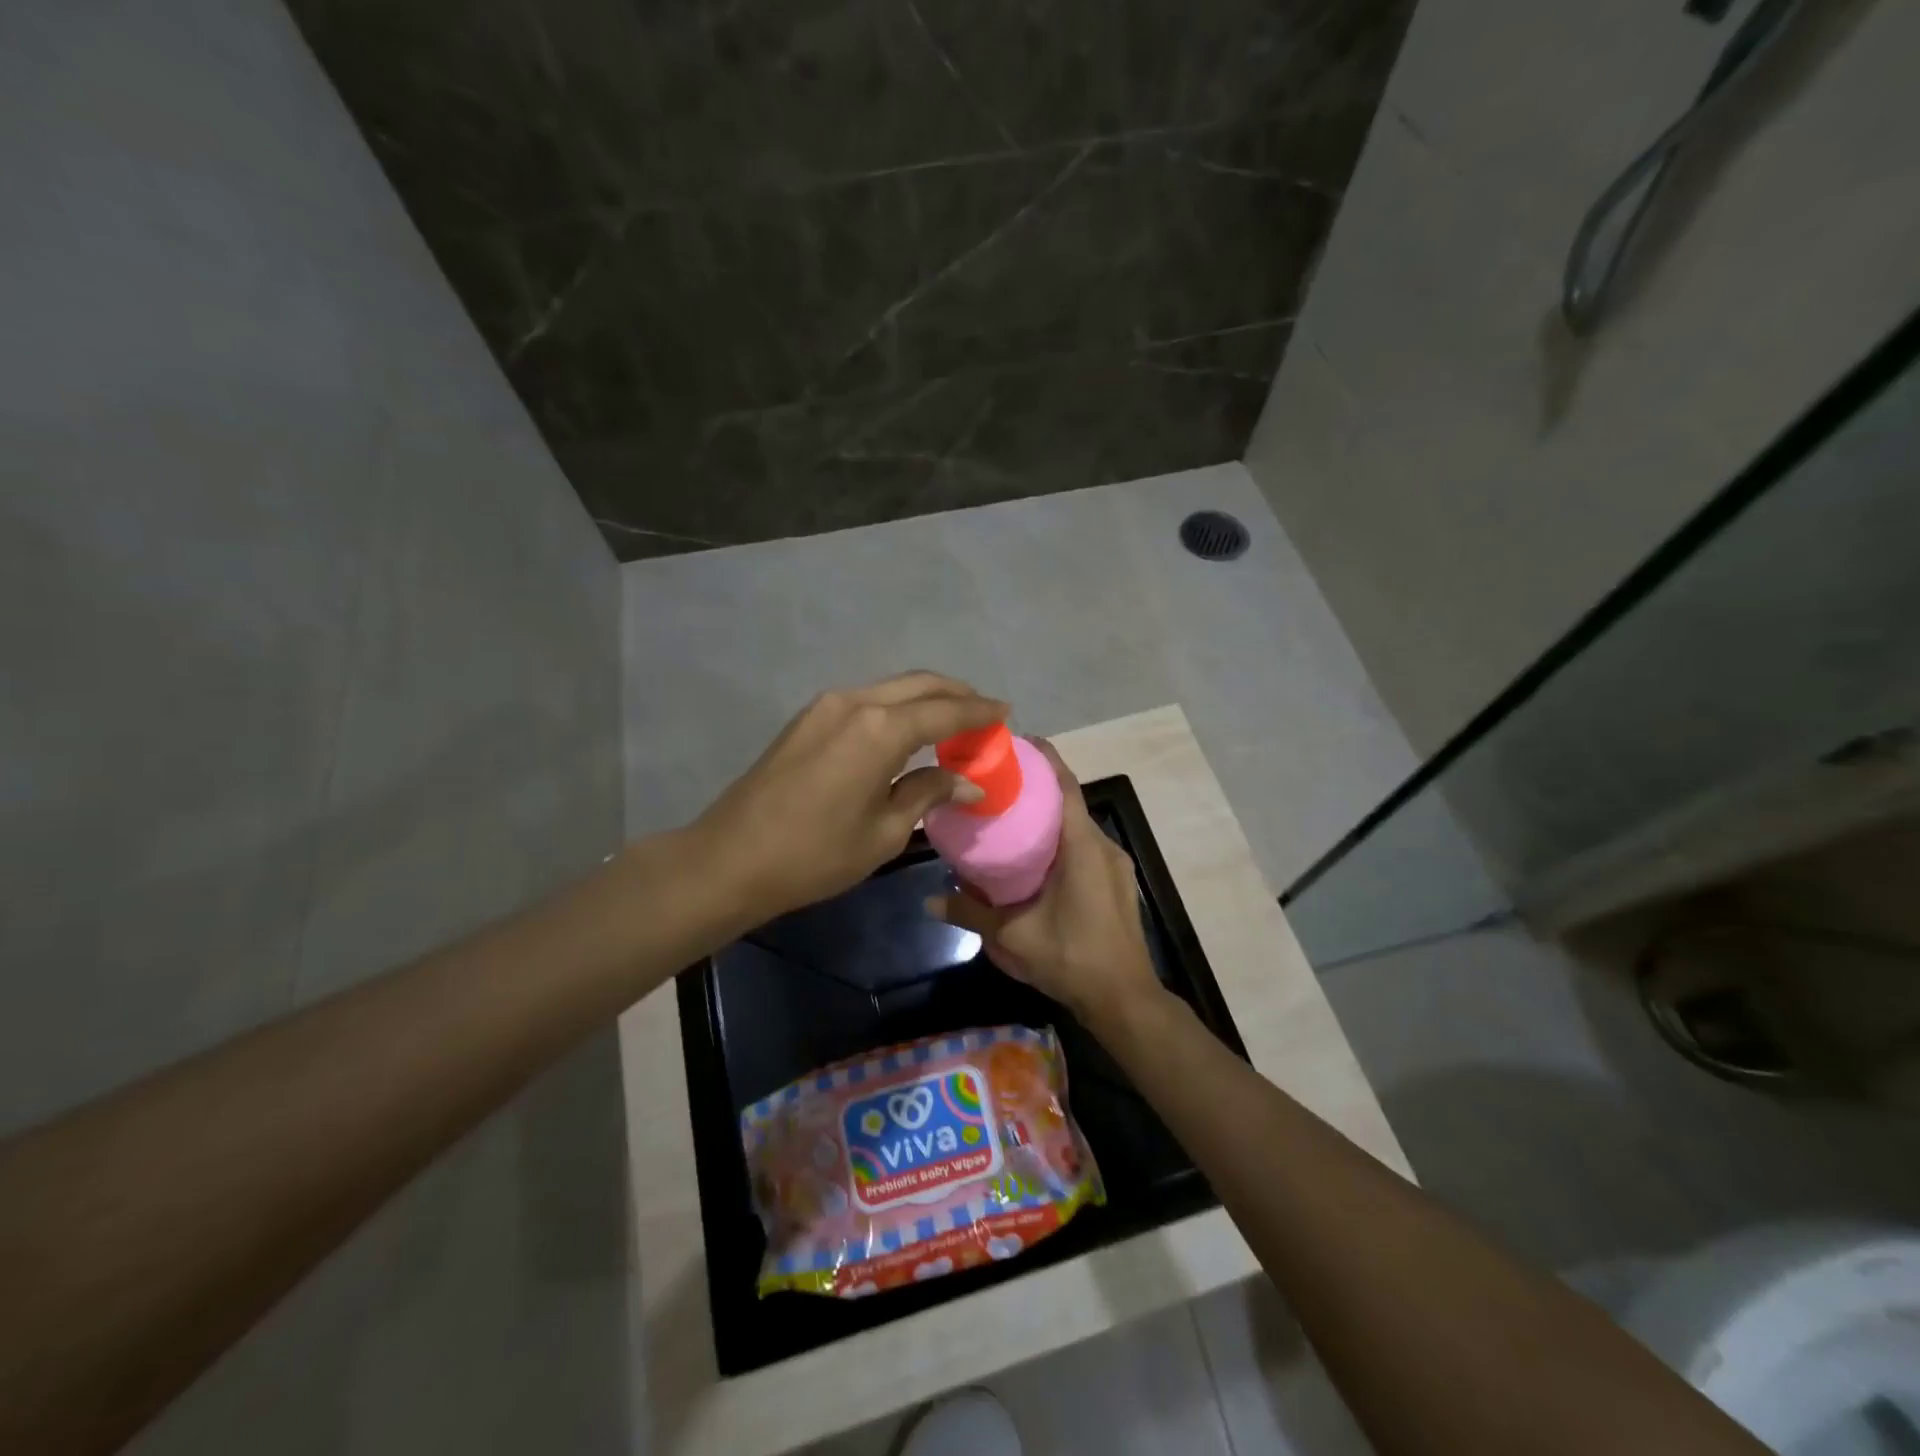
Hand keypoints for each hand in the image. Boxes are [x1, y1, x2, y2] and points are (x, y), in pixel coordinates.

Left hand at [692, 671, 1006, 919]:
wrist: (730, 858)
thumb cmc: (815, 854)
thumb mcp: (884, 832)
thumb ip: (928, 794)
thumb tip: (968, 782)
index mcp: (881, 729)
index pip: (946, 710)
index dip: (979, 711)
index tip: (1006, 712)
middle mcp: (856, 702)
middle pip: (920, 685)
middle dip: (956, 694)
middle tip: (984, 714)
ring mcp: (827, 706)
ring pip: (891, 688)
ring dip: (925, 699)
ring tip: (952, 723)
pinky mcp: (808, 718)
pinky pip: (866, 701)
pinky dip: (897, 708)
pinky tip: (907, 732)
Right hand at [925, 740, 1165, 1033]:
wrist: (1124, 998)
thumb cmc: (1071, 957)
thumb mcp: (1012, 936)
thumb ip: (970, 912)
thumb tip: (929, 899)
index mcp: (1082, 846)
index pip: (1065, 785)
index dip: (1044, 758)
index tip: (1017, 742)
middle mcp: (1103, 846)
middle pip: (1070, 801)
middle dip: (1038, 787)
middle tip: (999, 784)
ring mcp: (1115, 864)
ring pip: (1078, 826)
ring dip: (1050, 816)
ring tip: (1011, 819)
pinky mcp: (1117, 883)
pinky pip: (1086, 847)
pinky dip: (1061, 840)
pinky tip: (1036, 859)